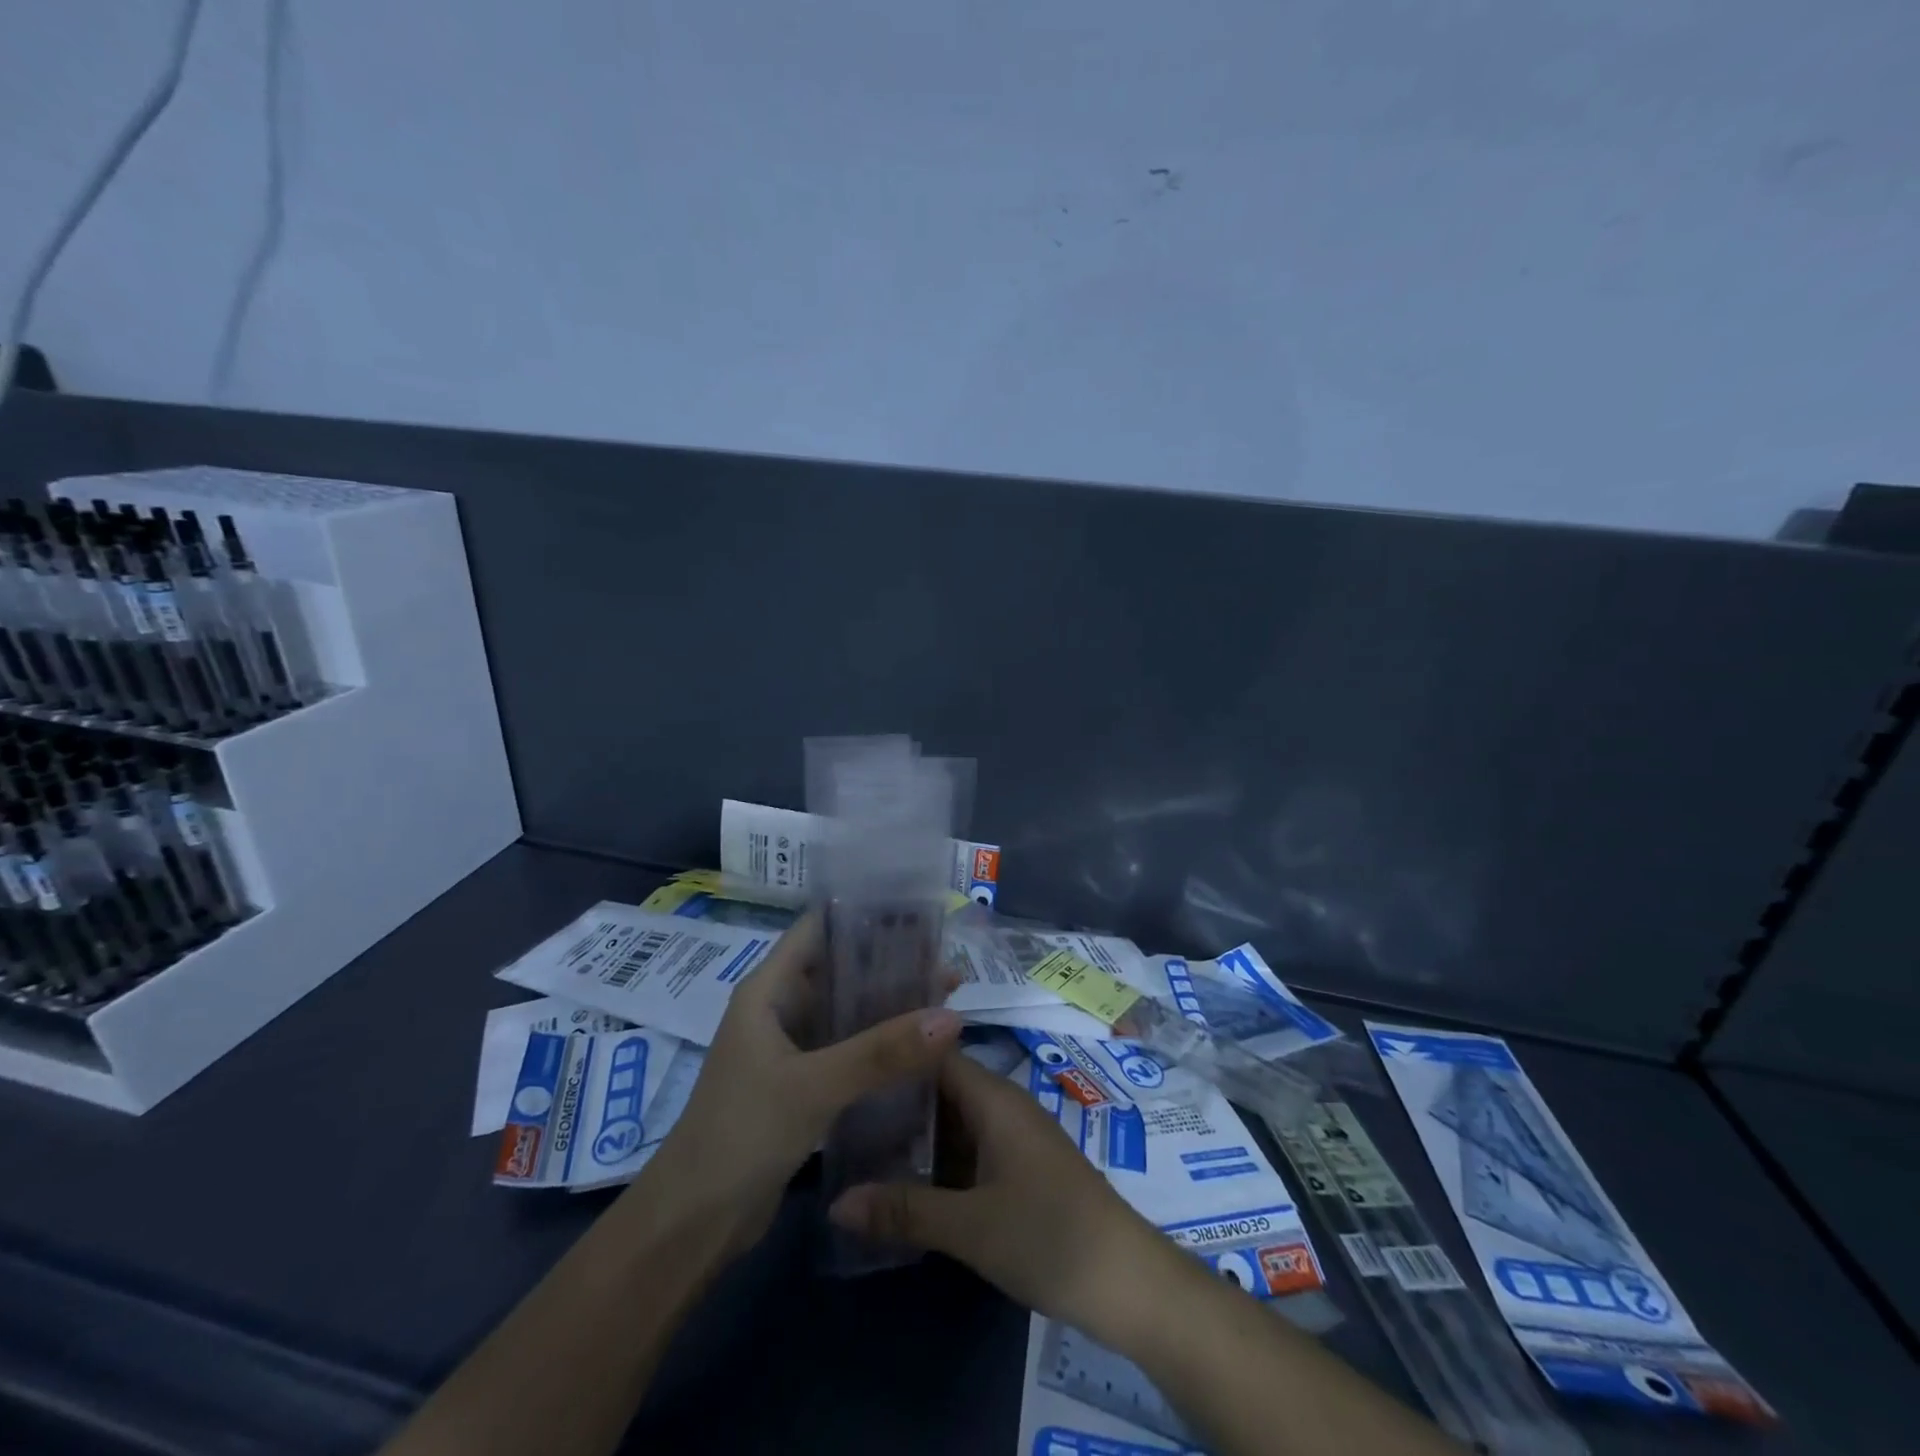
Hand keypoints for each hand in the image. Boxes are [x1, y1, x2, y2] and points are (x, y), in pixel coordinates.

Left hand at [637, 910, 962, 1257]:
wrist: (694, 1222)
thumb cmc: (741, 1133)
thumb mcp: (814, 1086)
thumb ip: (882, 1051)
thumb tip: (952, 1017)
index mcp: (769, 989)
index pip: (819, 929)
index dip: (863, 914)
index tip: (917, 910)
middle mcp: (780, 1009)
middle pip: (840, 969)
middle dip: (890, 963)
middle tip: (946, 961)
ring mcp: (790, 1048)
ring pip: (847, 1011)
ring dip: (889, 1005)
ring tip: (945, 997)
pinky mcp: (802, 1083)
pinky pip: (848, 1049)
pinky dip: (880, 1043)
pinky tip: (919, 1047)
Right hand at [829, 1052, 1172, 1338]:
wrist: (1129, 1282)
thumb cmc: (1050, 1236)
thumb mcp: (970, 1227)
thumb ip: (904, 1211)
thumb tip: (836, 1202)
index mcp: (994, 1098)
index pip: (936, 1054)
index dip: (896, 1054)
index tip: (850, 1064)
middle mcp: (1004, 1106)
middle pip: (941, 1087)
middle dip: (896, 1099)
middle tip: (841, 1112)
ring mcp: (1015, 1138)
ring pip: (955, 1121)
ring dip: (915, 1133)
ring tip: (859, 1145)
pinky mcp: (1021, 1168)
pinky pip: (970, 1148)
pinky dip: (939, 1159)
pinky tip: (907, 1182)